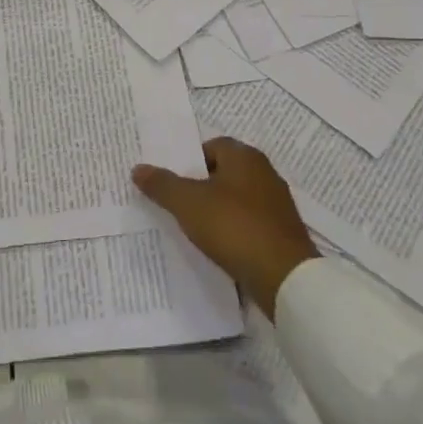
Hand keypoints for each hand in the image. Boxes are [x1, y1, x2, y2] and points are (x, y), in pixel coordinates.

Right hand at [133, 137, 318, 317]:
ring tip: (190, 226)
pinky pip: (247, 223)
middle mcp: (265, 174)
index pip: (211, 146)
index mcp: (245, 157)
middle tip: (174, 201)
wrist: (284, 277)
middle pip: (223, 172)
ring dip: (215, 209)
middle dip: (199, 185)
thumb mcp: (188, 203)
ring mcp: (276, 205)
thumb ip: (162, 184)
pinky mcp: (281, 233)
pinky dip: (231, 230)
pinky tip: (216, 246)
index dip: (189, 160)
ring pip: (235, 199)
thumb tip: (138, 169)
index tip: (170, 180)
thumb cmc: (234, 227)